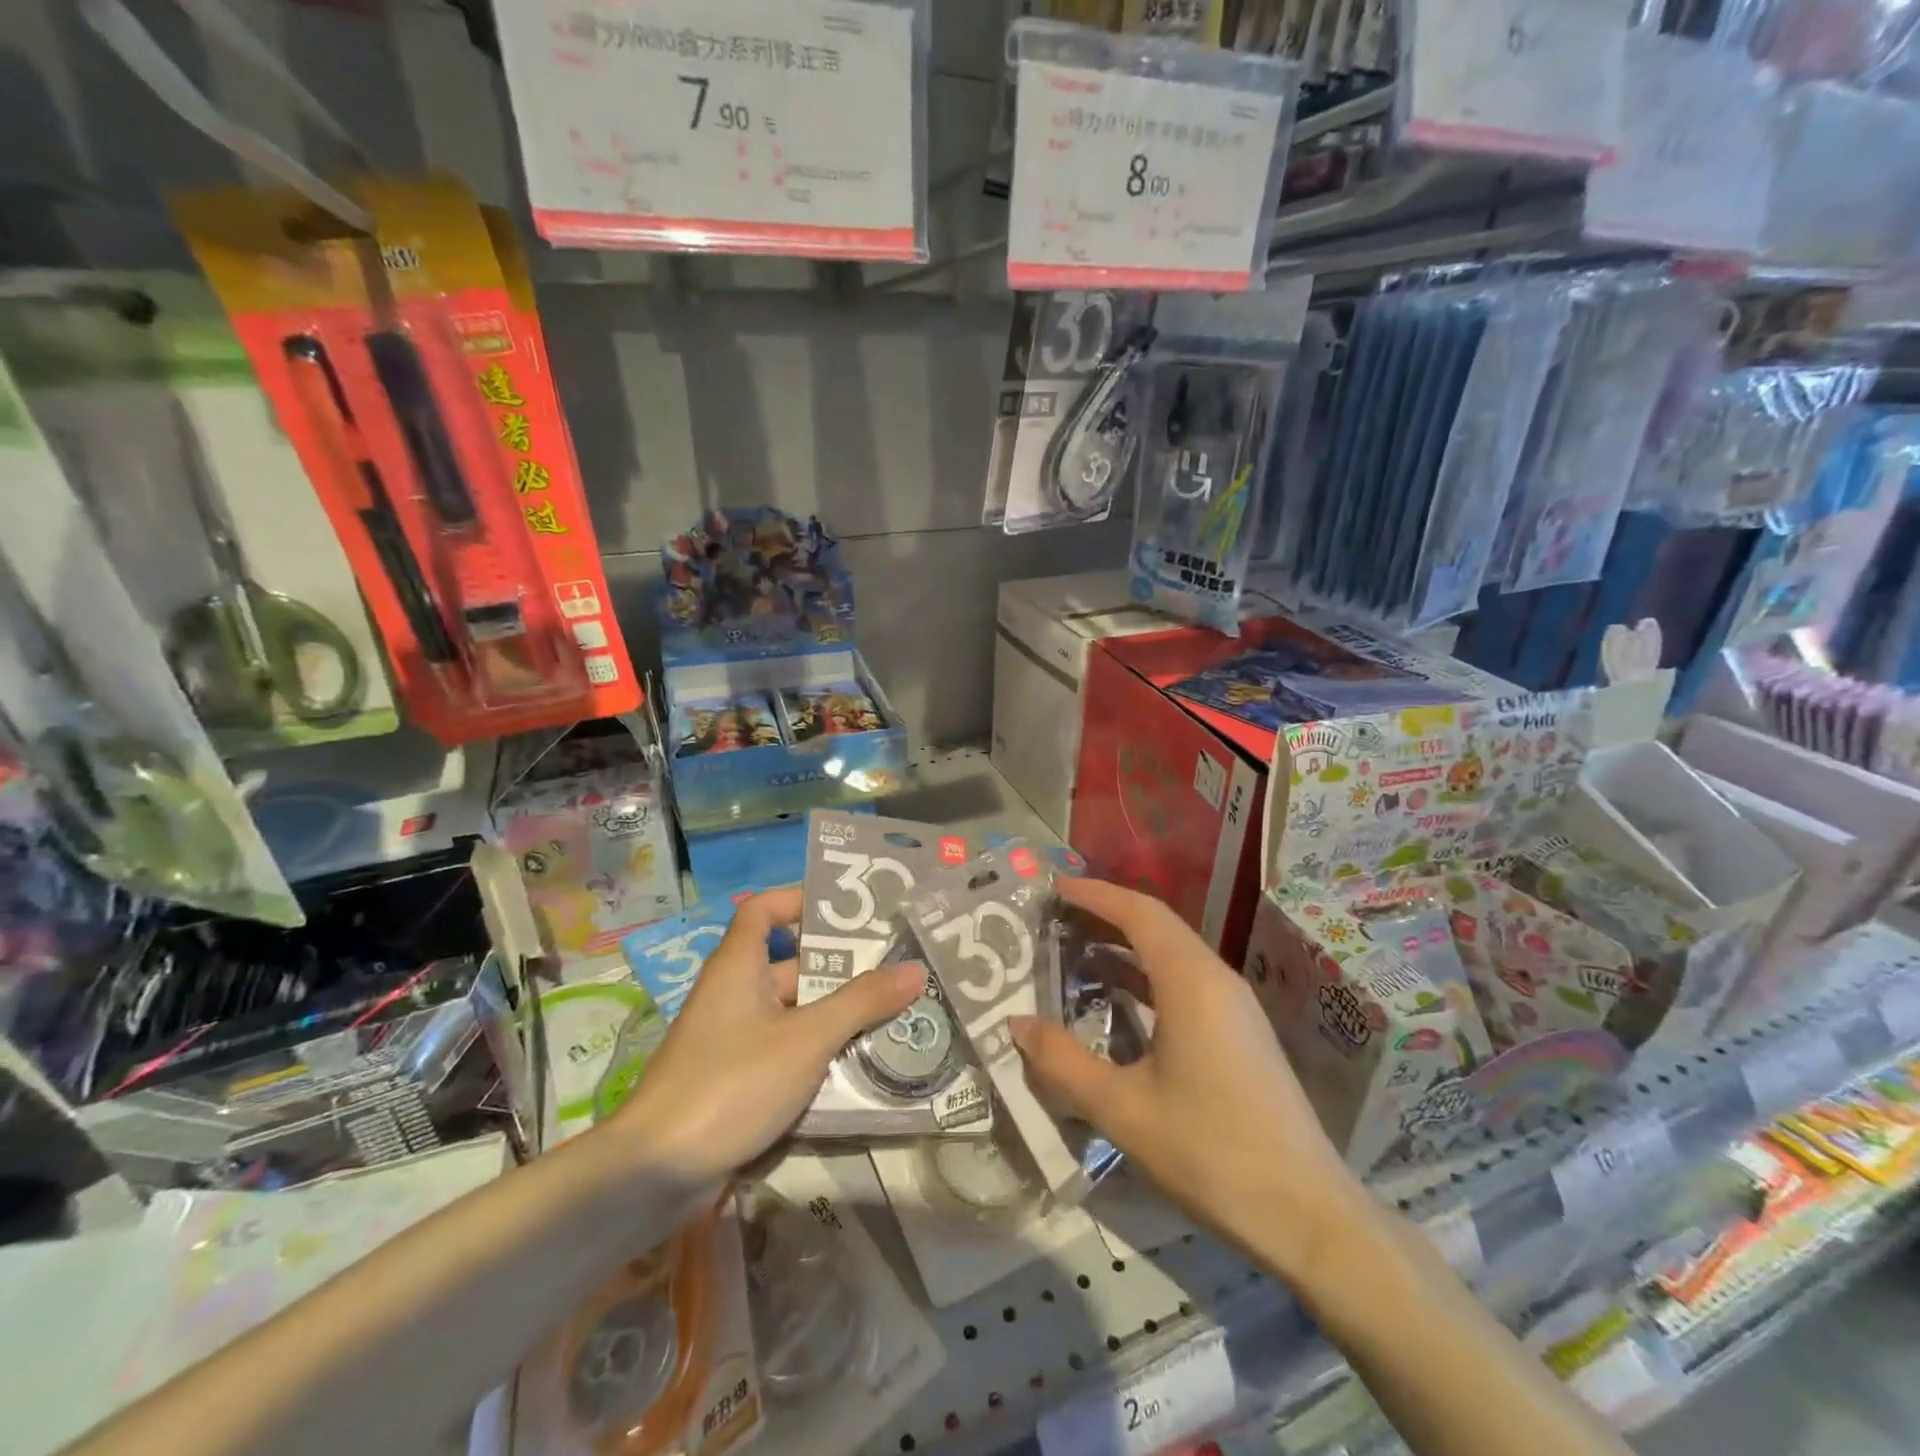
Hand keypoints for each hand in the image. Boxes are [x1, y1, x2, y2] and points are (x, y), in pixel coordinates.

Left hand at [613, 888, 923, 1188]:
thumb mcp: (806, 1039)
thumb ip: (861, 1003)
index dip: (798, 900)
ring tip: (892, 1019)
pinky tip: (858, 1069)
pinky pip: (783, 1054)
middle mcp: (733, 995)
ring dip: (835, 1018)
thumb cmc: (732, 1083)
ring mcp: (731, 1041)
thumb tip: (914, 969)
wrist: (654, 1173)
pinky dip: (816, 1056)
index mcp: (738, 967)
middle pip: (790, 966)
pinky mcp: (733, 1082)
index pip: (763, 910)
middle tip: (895, 972)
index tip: (845, 910)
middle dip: (840, 971)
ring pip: (792, 1015)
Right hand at [1011, 878, 1369, 1278]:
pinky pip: (1186, 981)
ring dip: (1125, 947)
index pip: (1139, 913)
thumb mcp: (1122, 1109)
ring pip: (1172, 954)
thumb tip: (1016, 1025)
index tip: (1053, 889)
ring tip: (1075, 953)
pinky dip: (1145, 977)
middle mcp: (1216, 979)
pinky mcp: (1240, 1032)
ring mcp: (1234, 1005)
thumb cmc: (1210, 1152)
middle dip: (1104, 916)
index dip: (1094, 894)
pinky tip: (1118, 1001)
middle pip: (1156, 926)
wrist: (1306, 1214)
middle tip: (1054, 919)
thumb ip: (1062, 1062)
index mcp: (1191, 982)